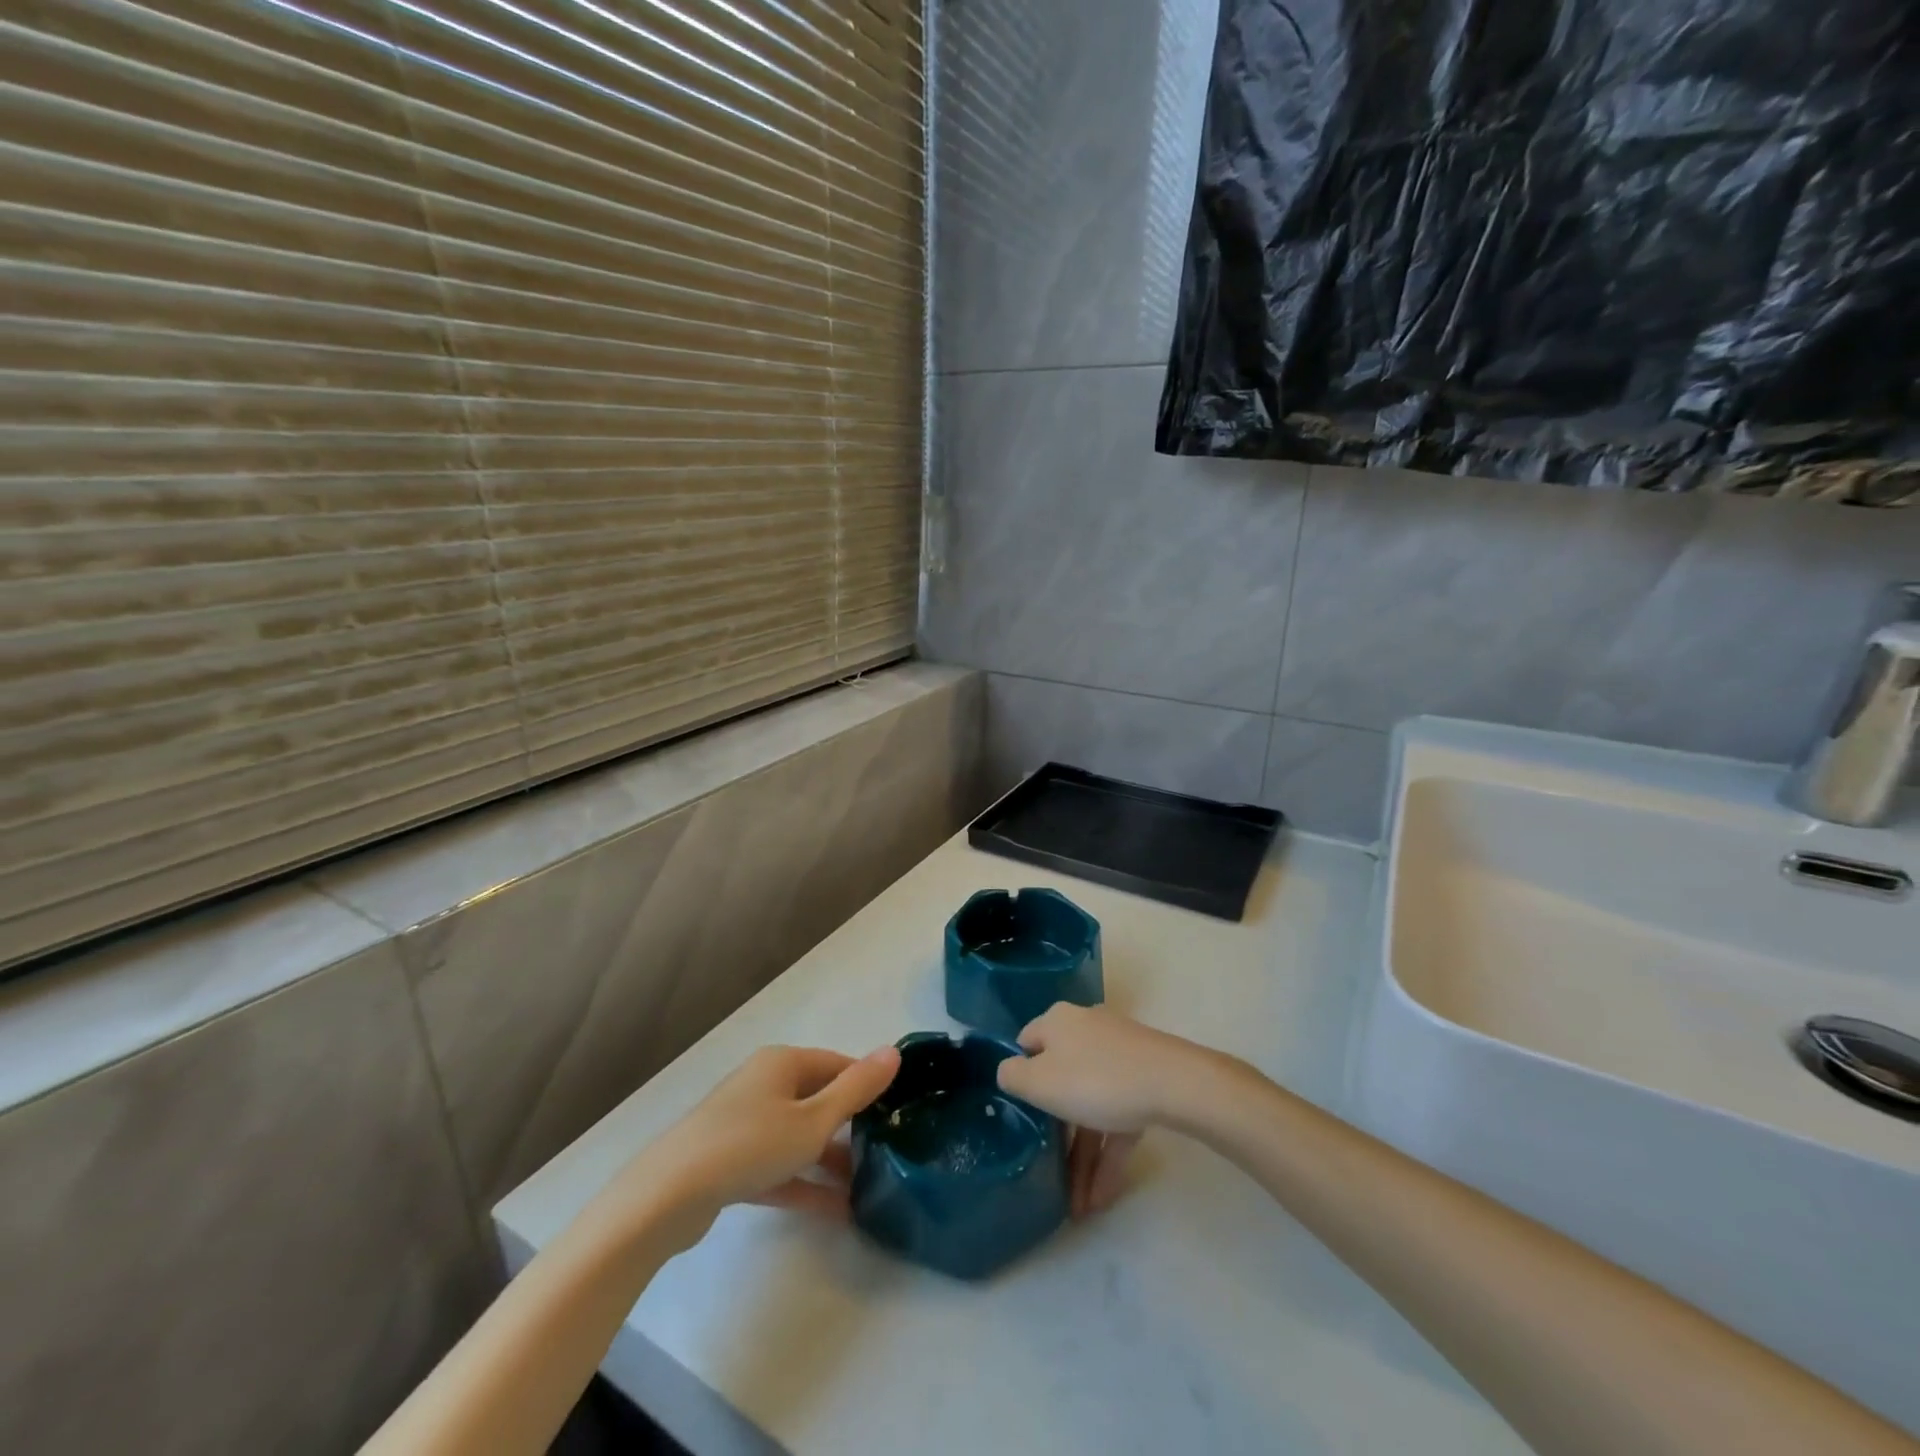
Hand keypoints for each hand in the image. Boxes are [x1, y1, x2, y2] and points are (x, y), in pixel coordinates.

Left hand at [601, 1043, 900, 1250]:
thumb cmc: (750, 1145)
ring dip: (830, 1159)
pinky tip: (836, 1210)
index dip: (867, 1084)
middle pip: (817, 1098)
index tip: (897, 1111)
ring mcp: (744, 1123)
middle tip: (886, 1152)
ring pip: (799, 1136)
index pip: (837, 1064)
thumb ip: (856, 1089)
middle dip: (850, 1126)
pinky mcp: (731, 1161)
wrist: (667, 1195)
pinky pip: (778, 1166)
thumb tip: (894, 1051)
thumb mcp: (814, 1119)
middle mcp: (764, 1085)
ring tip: (867, 1186)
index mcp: (783, 1063)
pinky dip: (804, 1182)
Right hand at [997, 1005, 1217, 1217]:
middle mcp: (1086, 1030)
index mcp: (1057, 1023)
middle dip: (1056, 1133)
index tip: (1018, 1114)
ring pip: (1091, 1106)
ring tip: (1078, 1206)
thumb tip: (1010, 1071)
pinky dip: (1109, 1153)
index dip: (1020, 1078)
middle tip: (1049, 1172)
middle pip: (1061, 1080)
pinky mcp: (1144, 1079)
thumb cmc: (1096, 1080)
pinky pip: (1118, 1117)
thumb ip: (1013, 1077)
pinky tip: (1101, 1198)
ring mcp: (1119, 1055)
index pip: (1027, 1045)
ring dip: (1083, 1155)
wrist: (1174, 1084)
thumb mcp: (1039, 1082)